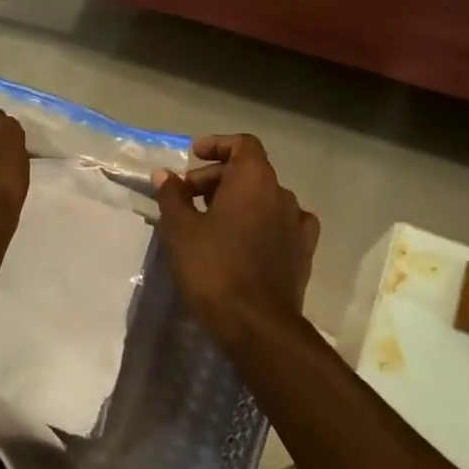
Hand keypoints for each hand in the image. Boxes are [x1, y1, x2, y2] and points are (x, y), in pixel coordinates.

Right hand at [154, 134, 319, 346]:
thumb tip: (165, 175)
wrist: (256, 324)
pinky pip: (281, 224)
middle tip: (187, 198)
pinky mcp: (303, 252)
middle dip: (216, 179)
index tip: (194, 155)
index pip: (243, 144)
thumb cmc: (213, 269)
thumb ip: (172, 196)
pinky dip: (260, 223)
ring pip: (264, 199)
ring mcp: (297, 224)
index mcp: (254, 180)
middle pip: (250, 171)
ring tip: (210, 222)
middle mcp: (282, 194)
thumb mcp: (180, 230)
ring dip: (238, 202)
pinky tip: (245, 240)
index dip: (217, 145)